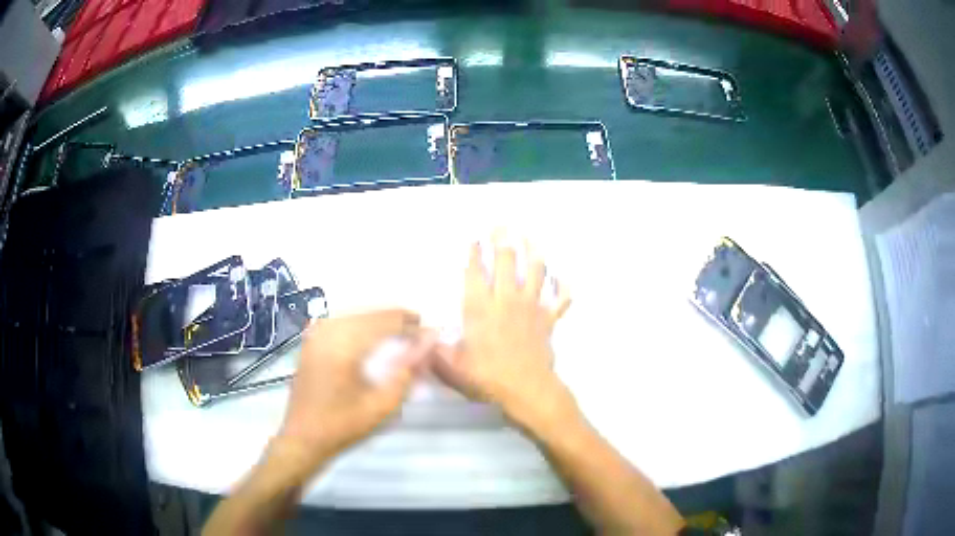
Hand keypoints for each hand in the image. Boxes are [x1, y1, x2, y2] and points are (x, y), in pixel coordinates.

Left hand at [276, 309, 434, 478]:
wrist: (303, 439)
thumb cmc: (343, 425)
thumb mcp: (383, 404)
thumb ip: (408, 370)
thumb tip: (428, 343)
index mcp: (343, 343)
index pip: (387, 321)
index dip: (412, 326)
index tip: (432, 335)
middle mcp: (328, 329)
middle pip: (372, 314)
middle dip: (398, 323)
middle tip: (418, 339)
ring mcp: (316, 333)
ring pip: (358, 316)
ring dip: (381, 325)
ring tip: (400, 341)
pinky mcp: (311, 340)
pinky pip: (344, 324)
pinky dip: (363, 329)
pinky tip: (374, 344)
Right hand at [433, 238, 572, 429]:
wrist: (527, 390)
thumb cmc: (488, 379)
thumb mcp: (452, 369)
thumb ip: (435, 352)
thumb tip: (422, 340)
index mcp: (480, 309)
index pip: (476, 273)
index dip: (475, 253)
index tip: (475, 239)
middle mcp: (506, 301)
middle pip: (507, 262)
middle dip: (502, 240)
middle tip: (501, 225)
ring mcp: (531, 307)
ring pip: (535, 271)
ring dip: (533, 251)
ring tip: (529, 237)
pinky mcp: (548, 319)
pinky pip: (560, 299)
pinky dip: (563, 289)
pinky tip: (563, 279)